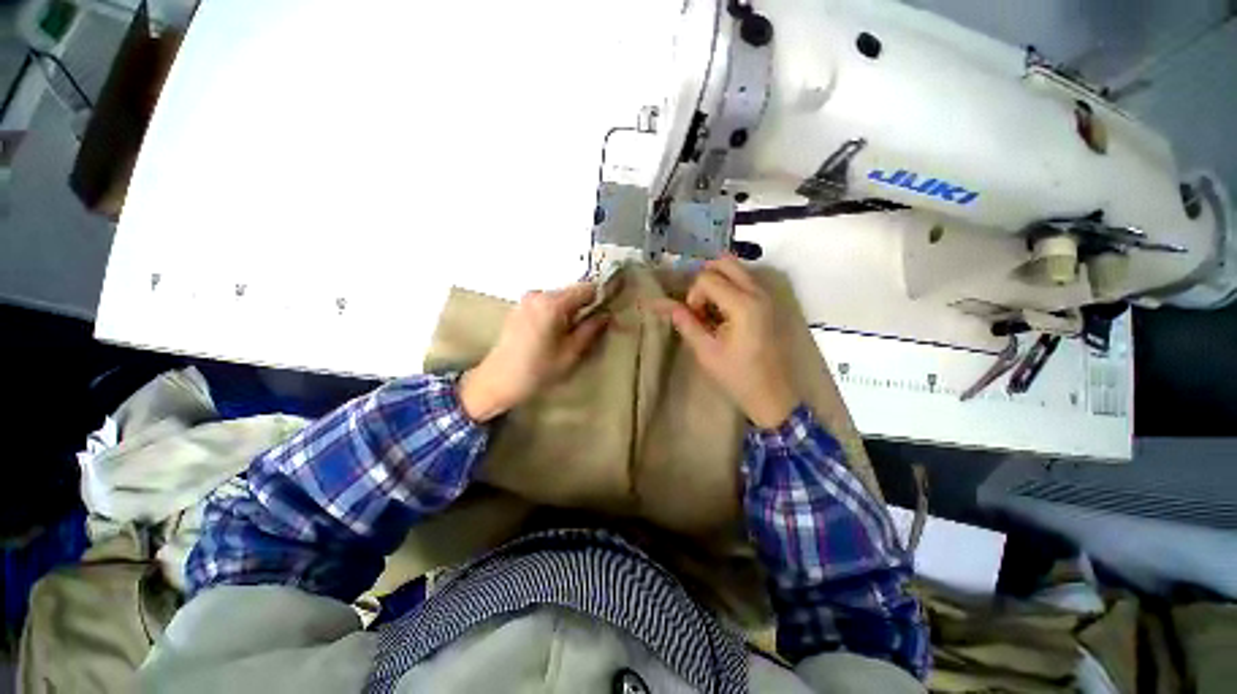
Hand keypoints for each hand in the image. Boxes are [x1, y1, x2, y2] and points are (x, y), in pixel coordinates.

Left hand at [459, 283, 608, 421]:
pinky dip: (555, 314)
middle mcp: (538, 294)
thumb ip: (591, 330)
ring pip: (559, 299)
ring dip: (569, 312)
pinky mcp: (519, 308)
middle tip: (589, 330)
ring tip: (568, 336)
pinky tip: (552, 335)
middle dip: (583, 308)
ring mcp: (526, 300)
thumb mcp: (570, 353)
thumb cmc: (537, 370)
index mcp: (552, 303)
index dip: (600, 298)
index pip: (586, 288)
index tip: (607, 312)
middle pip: (572, 292)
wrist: (497, 381)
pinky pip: (546, 304)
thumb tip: (606, 315)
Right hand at [654, 256, 797, 428]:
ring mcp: (766, 295)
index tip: (694, 318)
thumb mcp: (706, 352)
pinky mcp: (769, 302)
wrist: (772, 394)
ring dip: (717, 281)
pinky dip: (729, 286)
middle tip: (699, 306)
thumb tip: (666, 305)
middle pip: (724, 262)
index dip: (693, 295)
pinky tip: (723, 311)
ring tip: (711, 309)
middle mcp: (757, 292)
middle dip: (705, 279)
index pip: (707, 278)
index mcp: (743, 304)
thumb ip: (686, 324)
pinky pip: (745, 280)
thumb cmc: (737, 376)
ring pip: (736, 268)